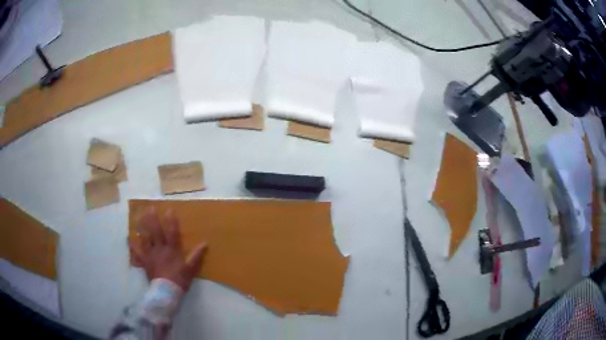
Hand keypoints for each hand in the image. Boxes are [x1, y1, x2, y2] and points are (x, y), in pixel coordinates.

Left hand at [129, 207, 206, 290]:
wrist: (166, 292)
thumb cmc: (179, 280)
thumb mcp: (191, 269)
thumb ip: (196, 256)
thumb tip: (205, 243)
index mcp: (172, 250)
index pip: (171, 232)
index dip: (171, 221)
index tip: (169, 210)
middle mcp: (160, 249)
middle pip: (155, 232)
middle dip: (153, 219)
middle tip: (150, 207)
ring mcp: (150, 255)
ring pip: (145, 238)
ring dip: (142, 227)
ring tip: (140, 217)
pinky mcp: (145, 262)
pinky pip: (137, 253)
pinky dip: (133, 246)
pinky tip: (128, 238)